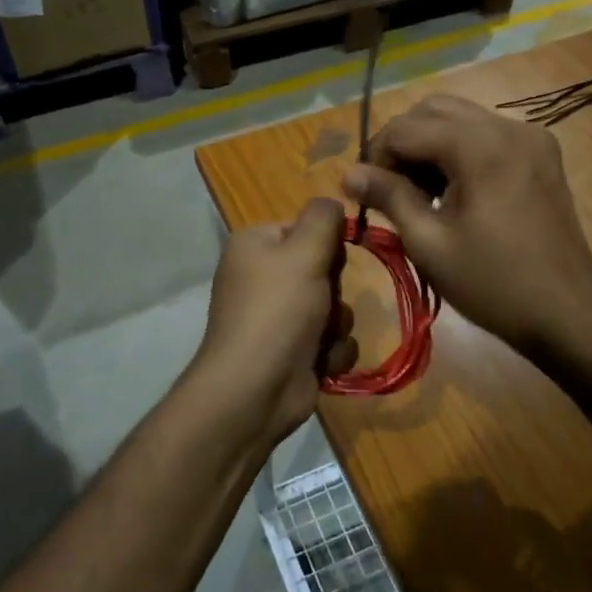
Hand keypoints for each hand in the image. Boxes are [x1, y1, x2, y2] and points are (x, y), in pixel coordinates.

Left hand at [189, 198, 358, 448]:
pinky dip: (331, 351)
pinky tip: (320, 362)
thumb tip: (332, 201)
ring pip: (333, 306)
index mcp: (255, 245)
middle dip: (334, 289)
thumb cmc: (277, 311)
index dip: (325, 244)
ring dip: (336, 324)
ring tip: (320, 338)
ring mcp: (277, 317)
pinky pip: (331, 339)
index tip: (330, 259)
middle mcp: (263, 277)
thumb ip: (324, 218)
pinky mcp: (293, 351)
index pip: (306, 228)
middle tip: (322, 302)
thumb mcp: (304, 252)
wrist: (255, 389)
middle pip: (323, 268)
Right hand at [343, 95, 591, 358]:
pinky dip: (458, 151)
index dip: (375, 156)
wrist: (569, 315)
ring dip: (429, 145)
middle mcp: (508, 127)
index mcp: (481, 146)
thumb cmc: (493, 285)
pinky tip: (451, 191)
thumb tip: (348, 173)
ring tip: (417, 193)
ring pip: (460, 119)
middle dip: (402, 143)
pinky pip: (486, 135)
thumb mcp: (430, 243)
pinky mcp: (541, 154)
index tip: (364, 193)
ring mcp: (531, 138)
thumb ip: (389, 196)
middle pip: (434, 110)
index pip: (406, 128)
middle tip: (388, 188)